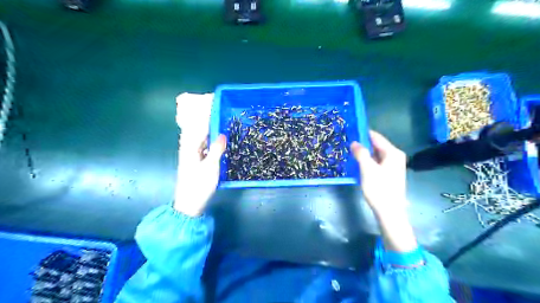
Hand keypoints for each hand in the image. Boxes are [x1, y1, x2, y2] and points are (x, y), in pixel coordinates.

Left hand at [174, 93, 225, 216]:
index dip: (206, 114)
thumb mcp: (211, 167)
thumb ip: (216, 149)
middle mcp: (189, 148)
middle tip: (221, 111)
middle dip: (207, 119)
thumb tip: (222, 133)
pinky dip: (211, 140)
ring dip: (210, 129)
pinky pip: (204, 145)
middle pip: (198, 129)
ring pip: (201, 137)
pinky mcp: (196, 161)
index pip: (198, 125)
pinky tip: (219, 140)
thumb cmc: (199, 185)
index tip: (215, 104)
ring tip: (223, 121)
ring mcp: (192, 155)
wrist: (190, 204)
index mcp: (190, 147)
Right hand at [351, 130, 404, 215]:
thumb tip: (354, 142)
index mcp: (393, 153)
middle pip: (377, 145)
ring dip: (364, 153)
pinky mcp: (389, 174)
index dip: (363, 133)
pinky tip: (358, 163)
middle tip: (347, 142)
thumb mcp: (367, 169)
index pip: (376, 137)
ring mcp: (393, 165)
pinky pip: (377, 162)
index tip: (350, 131)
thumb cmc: (379, 189)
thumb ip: (361, 153)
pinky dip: (368, 161)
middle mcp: (395, 156)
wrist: (389, 211)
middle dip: (362, 144)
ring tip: (350, 151)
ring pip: (376, 154)